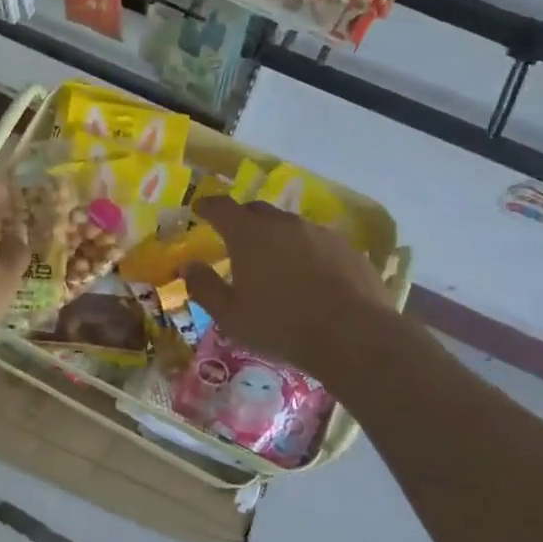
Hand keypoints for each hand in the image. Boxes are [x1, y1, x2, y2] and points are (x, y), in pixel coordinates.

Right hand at [185, 196, 407, 384]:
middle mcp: (284, 224)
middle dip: (242, 220)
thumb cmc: (282, 326)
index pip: (222, 207)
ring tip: (274, 262)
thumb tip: (188, 266)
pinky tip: (309, 277)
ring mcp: (319, 233)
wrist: (354, 335)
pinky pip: (317, 242)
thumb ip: (205, 287)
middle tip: (235, 238)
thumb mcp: (231, 316)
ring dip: (276, 237)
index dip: (207, 205)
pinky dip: (305, 252)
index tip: (199, 207)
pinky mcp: (347, 248)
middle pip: (257, 211)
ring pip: (289, 226)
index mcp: (249, 235)